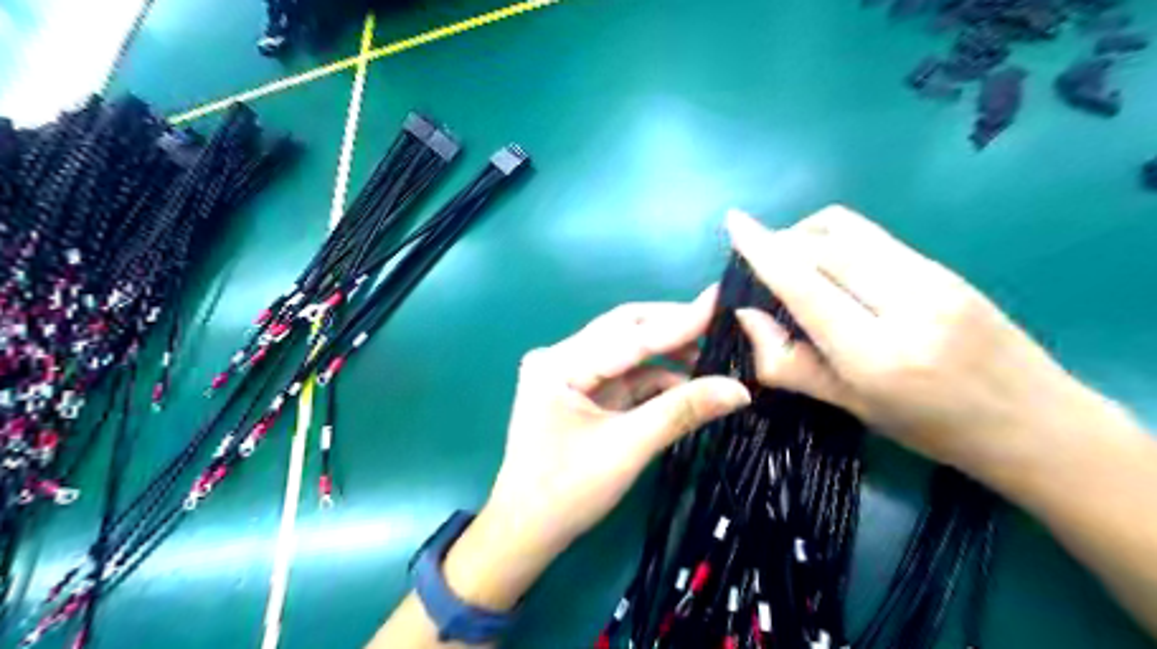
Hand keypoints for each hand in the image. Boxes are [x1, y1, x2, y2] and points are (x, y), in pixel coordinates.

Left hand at [445, 291, 750, 611]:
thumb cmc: (567, 492)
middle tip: (720, 326)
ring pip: (627, 351)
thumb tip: (740, 389)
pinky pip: (624, 375)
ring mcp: (569, 373)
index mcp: (559, 364)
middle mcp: (560, 357)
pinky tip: (686, 384)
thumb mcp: (627, 449)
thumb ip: (681, 412)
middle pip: (625, 330)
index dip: (679, 320)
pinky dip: (655, 378)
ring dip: (667, 355)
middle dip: (672, 329)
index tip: (720, 299)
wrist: (527, 531)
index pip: (629, 334)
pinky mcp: (581, 391)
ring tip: (712, 358)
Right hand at [720, 206, 1100, 482]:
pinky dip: (835, 241)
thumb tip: (747, 315)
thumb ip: (788, 362)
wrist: (1036, 421)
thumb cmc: (933, 430)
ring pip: (848, 228)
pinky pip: (872, 236)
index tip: (733, 222)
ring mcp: (932, 276)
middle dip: (780, 243)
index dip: (762, 250)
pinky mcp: (944, 265)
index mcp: (876, 354)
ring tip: (791, 262)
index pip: (805, 284)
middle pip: (824, 244)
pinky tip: (832, 269)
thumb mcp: (850, 407)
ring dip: (806, 234)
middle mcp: (906, 303)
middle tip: (760, 266)